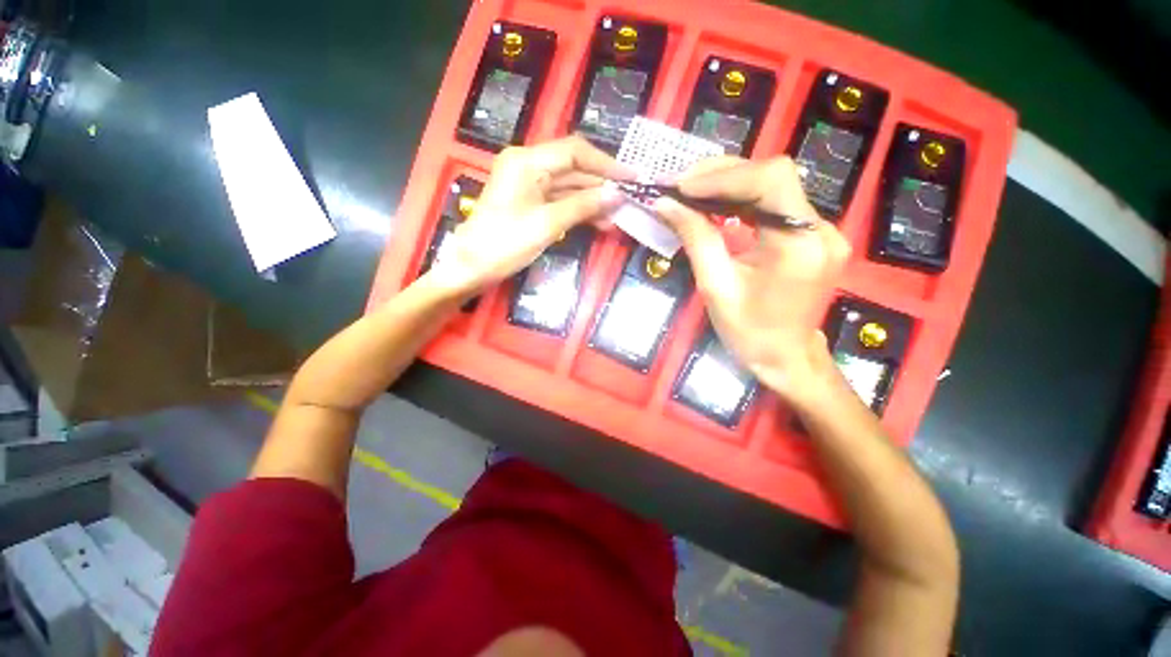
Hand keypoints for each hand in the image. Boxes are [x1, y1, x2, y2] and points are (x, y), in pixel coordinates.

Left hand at [427, 136, 631, 294]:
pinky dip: (578, 209)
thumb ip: (583, 206)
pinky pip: (559, 200)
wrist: (472, 267)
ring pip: (568, 186)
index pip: (575, 152)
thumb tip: (617, 195)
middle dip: (601, 184)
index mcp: (527, 161)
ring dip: (592, 200)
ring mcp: (527, 184)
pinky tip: (598, 221)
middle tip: (628, 199)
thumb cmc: (505, 243)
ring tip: (617, 215)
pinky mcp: (528, 201)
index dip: (606, 164)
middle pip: (573, 168)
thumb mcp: (548, 224)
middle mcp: (527, 165)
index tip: (631, 178)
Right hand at [653, 156, 850, 402]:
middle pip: (773, 176)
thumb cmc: (748, 332)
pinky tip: (715, 206)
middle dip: (721, 175)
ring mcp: (821, 230)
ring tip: (690, 193)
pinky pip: (775, 204)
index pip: (770, 180)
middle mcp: (820, 229)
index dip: (723, 175)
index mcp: (798, 245)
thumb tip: (665, 203)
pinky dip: (741, 199)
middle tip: (679, 185)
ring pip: (774, 185)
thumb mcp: (715, 286)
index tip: (681, 186)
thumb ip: (695, 237)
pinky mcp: (813, 235)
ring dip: (728, 184)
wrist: (785, 357)